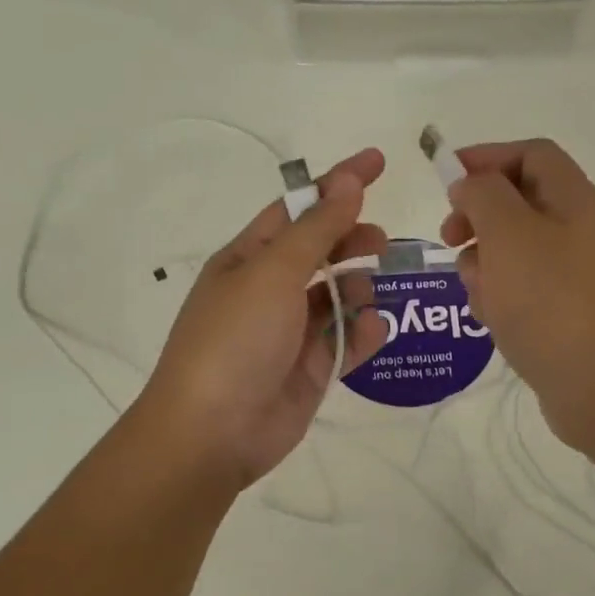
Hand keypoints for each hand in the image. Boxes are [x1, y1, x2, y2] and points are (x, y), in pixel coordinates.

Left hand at [136, 149, 389, 489]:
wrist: (213, 432)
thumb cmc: (235, 340)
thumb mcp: (273, 273)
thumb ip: (317, 230)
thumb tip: (348, 182)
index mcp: (248, 259)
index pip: (298, 209)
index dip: (336, 184)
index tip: (379, 163)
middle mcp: (269, 290)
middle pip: (320, 251)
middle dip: (351, 240)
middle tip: (381, 242)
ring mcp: (290, 332)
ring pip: (337, 297)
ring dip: (358, 289)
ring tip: (369, 294)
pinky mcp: (309, 370)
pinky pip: (345, 341)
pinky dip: (363, 333)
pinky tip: (374, 329)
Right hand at [440, 139, 594, 453]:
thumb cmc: (548, 300)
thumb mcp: (508, 233)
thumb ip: (483, 194)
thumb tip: (471, 185)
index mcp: (575, 199)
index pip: (530, 153)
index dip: (486, 157)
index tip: (446, 181)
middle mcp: (580, 229)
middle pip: (518, 201)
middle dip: (478, 216)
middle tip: (449, 238)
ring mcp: (575, 272)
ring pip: (514, 248)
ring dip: (483, 261)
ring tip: (474, 289)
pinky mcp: (565, 309)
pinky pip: (523, 286)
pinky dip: (500, 294)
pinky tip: (490, 318)